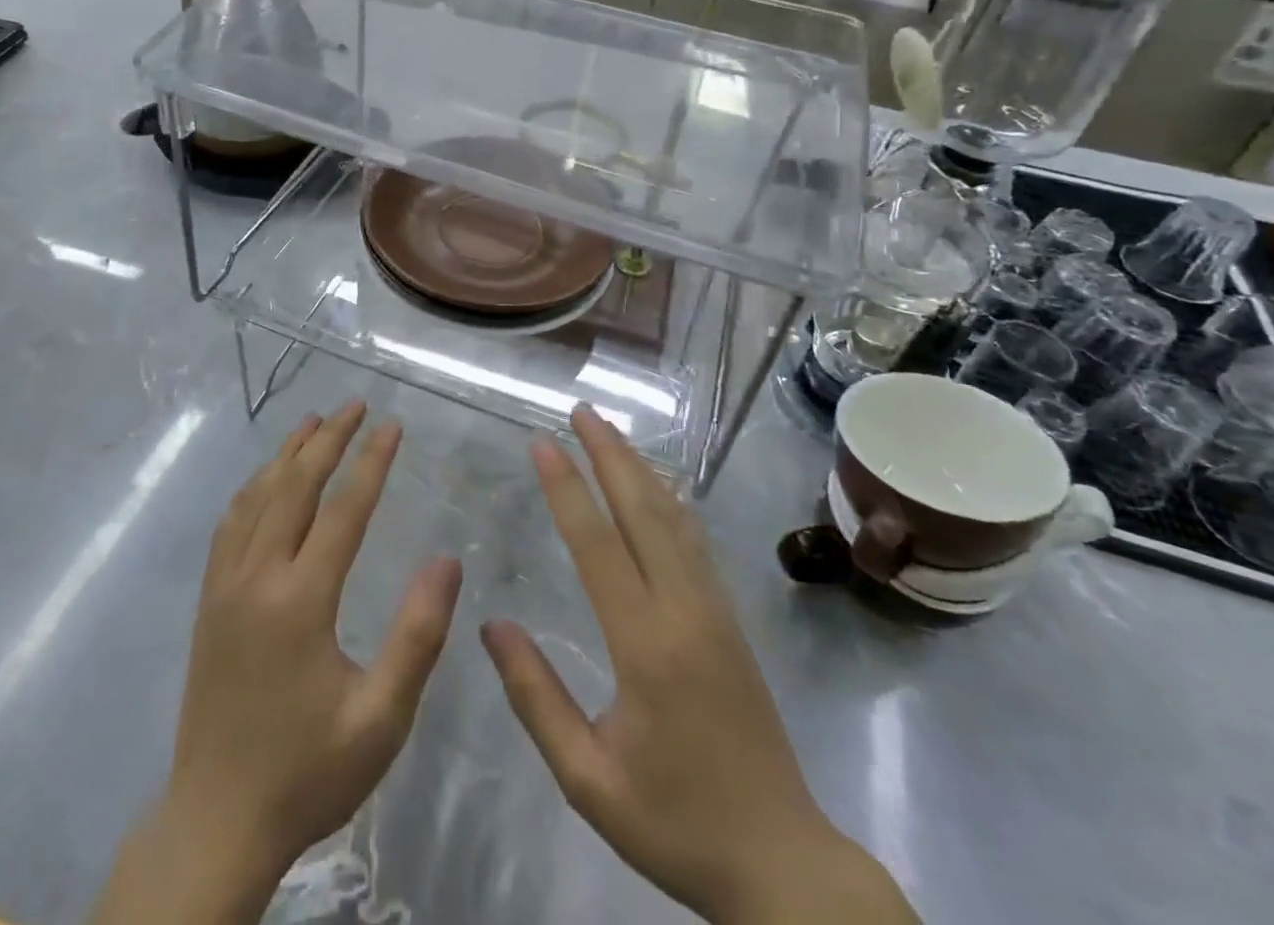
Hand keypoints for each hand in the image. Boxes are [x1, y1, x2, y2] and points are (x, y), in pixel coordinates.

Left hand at [97, 401, 461, 924]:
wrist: (215, 823)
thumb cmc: (308, 772)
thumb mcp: (381, 718)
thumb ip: (417, 636)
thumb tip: (448, 560)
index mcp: (300, 601)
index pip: (343, 510)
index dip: (371, 462)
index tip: (392, 424)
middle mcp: (257, 578)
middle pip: (294, 487)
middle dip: (327, 440)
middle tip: (354, 405)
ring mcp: (225, 587)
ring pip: (256, 498)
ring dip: (287, 455)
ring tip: (312, 423)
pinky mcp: (208, 602)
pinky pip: (230, 525)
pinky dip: (253, 488)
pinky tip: (265, 481)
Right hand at [481, 407, 916, 924]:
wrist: (783, 862)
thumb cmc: (677, 825)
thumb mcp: (589, 780)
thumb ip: (536, 699)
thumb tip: (491, 626)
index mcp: (645, 646)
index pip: (597, 544)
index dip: (567, 488)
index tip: (543, 442)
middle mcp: (684, 610)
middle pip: (642, 511)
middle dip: (609, 454)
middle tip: (580, 411)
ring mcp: (714, 610)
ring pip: (673, 518)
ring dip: (639, 468)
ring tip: (610, 431)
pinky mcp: (730, 619)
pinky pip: (694, 542)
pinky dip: (669, 499)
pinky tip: (657, 486)